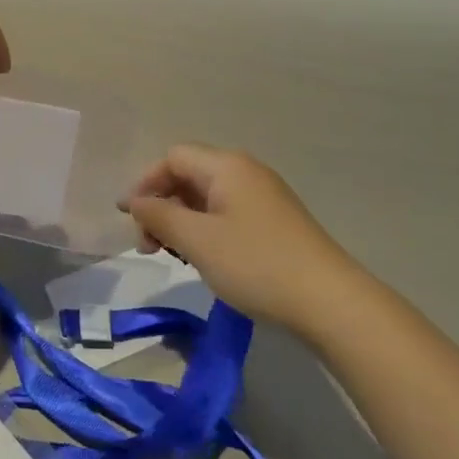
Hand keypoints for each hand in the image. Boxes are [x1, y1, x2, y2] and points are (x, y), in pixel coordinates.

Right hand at [124, 145, 358, 332]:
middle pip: (190, 175)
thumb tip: (135, 201)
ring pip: (208, 197)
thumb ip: (160, 216)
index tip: (129, 220)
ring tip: (173, 255)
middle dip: (162, 204)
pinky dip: (206, 230)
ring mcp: (264, 196)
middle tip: (148, 245)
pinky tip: (204, 259)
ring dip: (182, 220)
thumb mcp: (198, 241)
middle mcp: (246, 171)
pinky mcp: (275, 222)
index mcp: (226, 166)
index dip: (146, 183)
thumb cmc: (256, 264)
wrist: (329, 301)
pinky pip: (228, 213)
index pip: (173, 158)